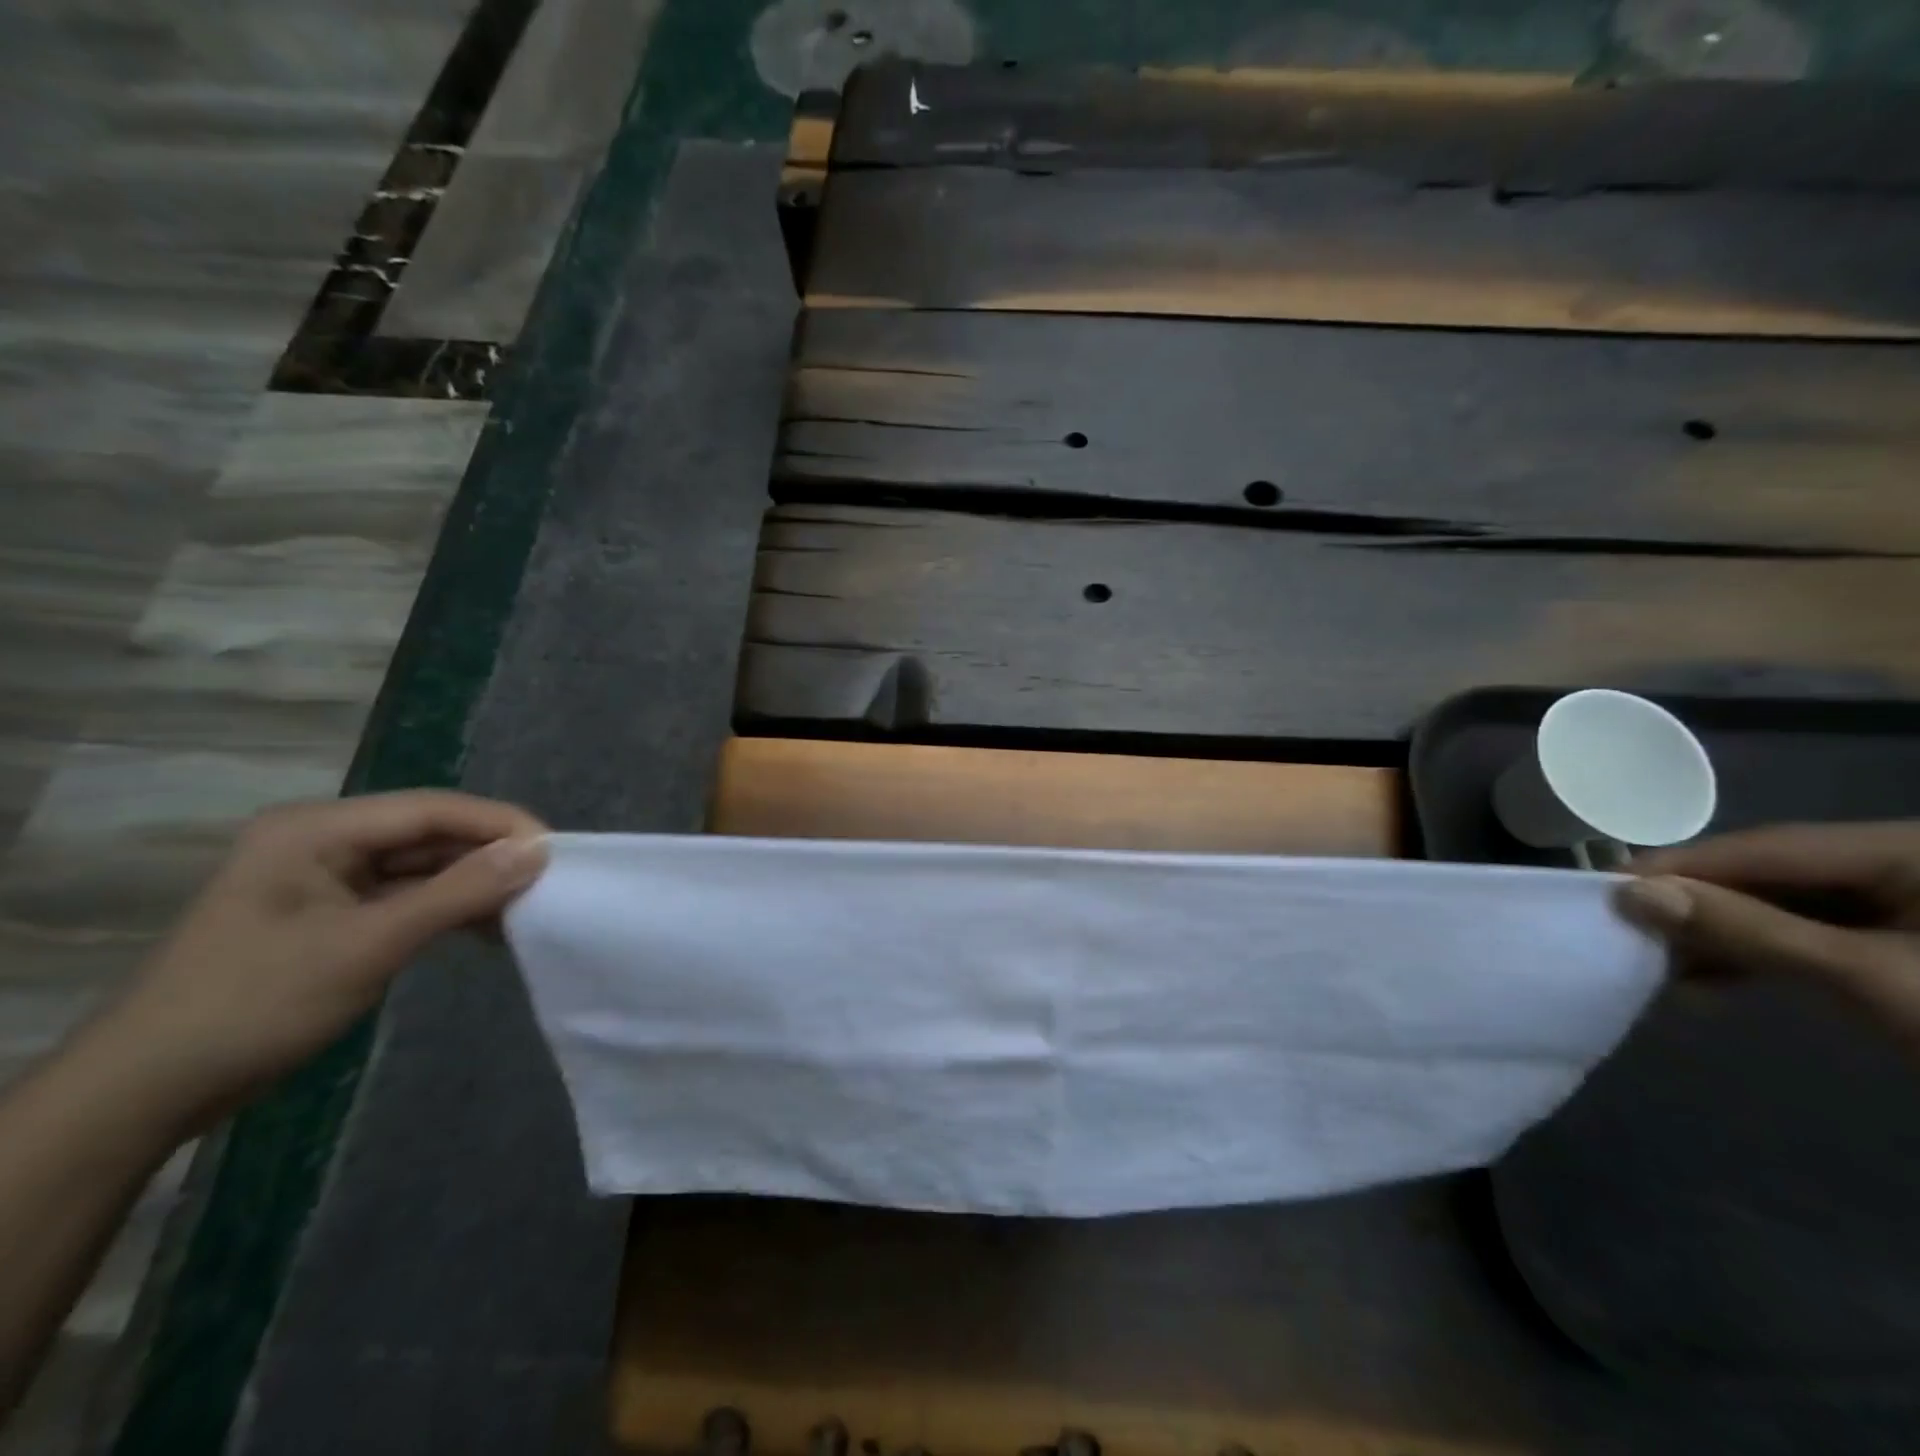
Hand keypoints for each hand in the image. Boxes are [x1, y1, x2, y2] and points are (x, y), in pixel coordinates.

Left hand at [93, 791, 547, 1127]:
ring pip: (423, 867)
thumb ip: (459, 893)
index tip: (557, 851)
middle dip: (490, 856)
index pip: (432, 809)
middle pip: (430, 834)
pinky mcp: (333, 915)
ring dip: (474, 885)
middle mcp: (324, 841)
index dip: (499, 824)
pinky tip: (489, 927)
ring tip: (530, 906)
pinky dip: (449, 910)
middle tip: (551, 881)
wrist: (149, 1093)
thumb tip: (538, 852)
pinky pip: (407, 897)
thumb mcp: (369, 945)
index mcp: (318, 829)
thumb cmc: (255, 1005)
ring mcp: (327, 879)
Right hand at [1616, 822, 1919, 1055]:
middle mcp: (1902, 862)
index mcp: (1905, 848)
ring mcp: (1909, 904)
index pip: (1762, 846)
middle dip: (1698, 905)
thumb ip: (1748, 930)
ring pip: (1786, 906)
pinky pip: (1814, 934)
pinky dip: (1760, 955)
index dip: (1681, 867)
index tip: (1604, 889)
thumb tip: (1631, 894)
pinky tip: (1711, 980)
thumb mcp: (1871, 979)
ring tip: (1657, 964)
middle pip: (1770, 874)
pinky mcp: (1908, 944)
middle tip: (1622, 929)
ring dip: (1722, 935)